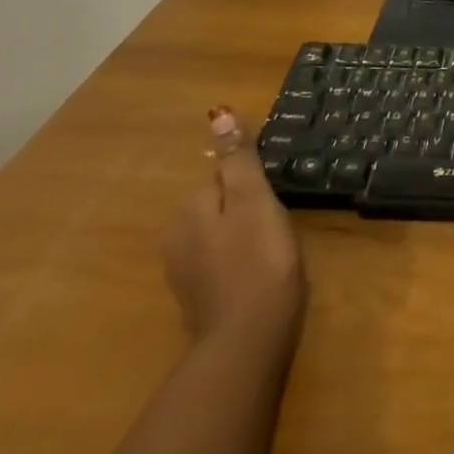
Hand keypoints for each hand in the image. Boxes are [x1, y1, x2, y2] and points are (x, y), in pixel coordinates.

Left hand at [163, 145, 305, 341]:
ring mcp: (184, 273)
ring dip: (244, 234)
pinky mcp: (198, 299)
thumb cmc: (259, 259)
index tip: (275, 199)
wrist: (250, 339)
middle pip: (219, 204)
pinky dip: (239, 261)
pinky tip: (260, 272)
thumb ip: (237, 159)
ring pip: (219, 234)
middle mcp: (175, 238)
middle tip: (278, 223)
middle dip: (246, 207)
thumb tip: (218, 113)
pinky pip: (221, 262)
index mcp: (188, 210)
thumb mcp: (254, 200)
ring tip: (274, 247)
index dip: (253, 183)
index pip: (222, 175)